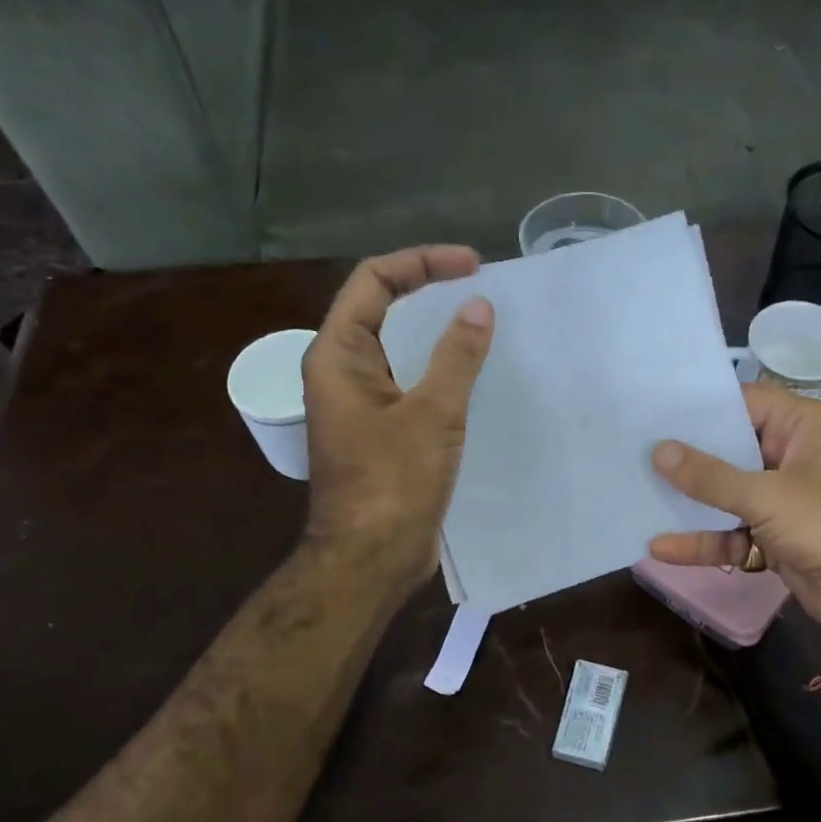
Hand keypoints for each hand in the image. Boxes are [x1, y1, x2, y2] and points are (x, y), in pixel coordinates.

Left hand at [302, 246, 494, 592]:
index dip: (422, 262)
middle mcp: (342, 372)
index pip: (374, 281)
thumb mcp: (431, 414)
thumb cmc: (393, 483)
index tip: (472, 266)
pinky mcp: (380, 431)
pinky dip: (439, 370)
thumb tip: (478, 307)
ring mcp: (360, 403)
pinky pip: (409, 384)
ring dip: (436, 333)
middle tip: (481, 289)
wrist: (371, 558)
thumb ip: (455, 357)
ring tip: (483, 324)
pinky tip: (473, 375)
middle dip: (430, 291)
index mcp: (338, 355)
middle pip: (382, 309)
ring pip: (398, 350)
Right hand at [650, 384, 820, 640]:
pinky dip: (705, 541)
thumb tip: (659, 451)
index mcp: (805, 427)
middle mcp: (793, 456)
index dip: (702, 408)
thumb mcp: (769, 495)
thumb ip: (711, 476)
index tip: (655, 410)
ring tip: (638, 496)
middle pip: (731, 450)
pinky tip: (662, 547)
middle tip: (633, 450)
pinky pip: (733, 534)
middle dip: (687, 457)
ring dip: (691, 503)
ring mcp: (784, 501)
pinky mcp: (777, 539)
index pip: (745, 403)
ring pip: (728, 495)